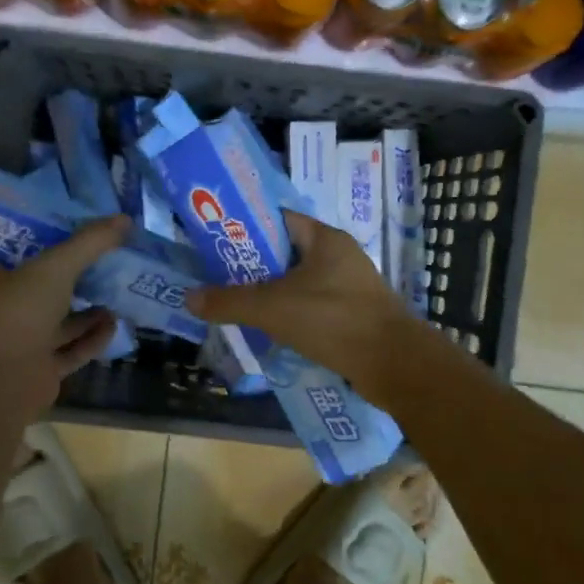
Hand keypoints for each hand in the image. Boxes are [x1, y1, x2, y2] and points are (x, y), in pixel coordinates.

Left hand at [0, 215, 130, 408]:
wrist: (1, 380)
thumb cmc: (21, 310)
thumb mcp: (57, 265)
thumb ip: (91, 242)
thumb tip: (125, 219)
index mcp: (1, 276)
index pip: (30, 250)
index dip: (58, 238)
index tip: (88, 227)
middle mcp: (11, 306)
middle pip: (51, 285)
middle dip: (81, 275)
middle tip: (114, 258)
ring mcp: (26, 340)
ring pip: (64, 320)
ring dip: (91, 309)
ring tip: (120, 291)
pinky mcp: (43, 368)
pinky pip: (73, 349)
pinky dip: (94, 338)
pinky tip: (115, 324)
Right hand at [189, 211, 422, 390]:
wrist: (394, 365)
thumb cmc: (333, 320)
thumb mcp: (272, 308)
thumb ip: (229, 301)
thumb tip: (189, 298)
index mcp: (323, 238)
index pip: (278, 218)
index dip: (246, 226)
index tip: (216, 239)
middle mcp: (338, 255)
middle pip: (285, 252)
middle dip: (252, 265)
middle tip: (218, 277)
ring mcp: (349, 286)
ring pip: (298, 282)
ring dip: (270, 293)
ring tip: (236, 304)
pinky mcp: (353, 314)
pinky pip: (312, 306)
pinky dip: (290, 314)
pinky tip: (269, 330)